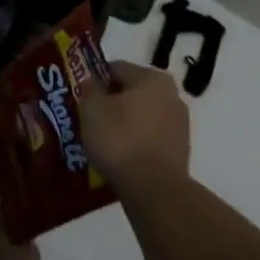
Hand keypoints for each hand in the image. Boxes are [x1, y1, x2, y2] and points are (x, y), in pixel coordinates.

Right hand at [79, 61, 189, 196]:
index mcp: (153, 77)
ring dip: (123, 125)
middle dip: (110, 104)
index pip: (116, 69)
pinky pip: (149, 140)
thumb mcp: (92, 109)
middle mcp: (172, 95)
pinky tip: (119, 158)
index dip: (94, 81)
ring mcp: (179, 125)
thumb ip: (90, 89)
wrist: (154, 190)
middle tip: (88, 120)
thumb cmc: (120, 139)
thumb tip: (92, 82)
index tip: (79, 98)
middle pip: (131, 93)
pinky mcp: (180, 152)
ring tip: (101, 143)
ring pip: (141, 117)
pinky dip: (134, 145)